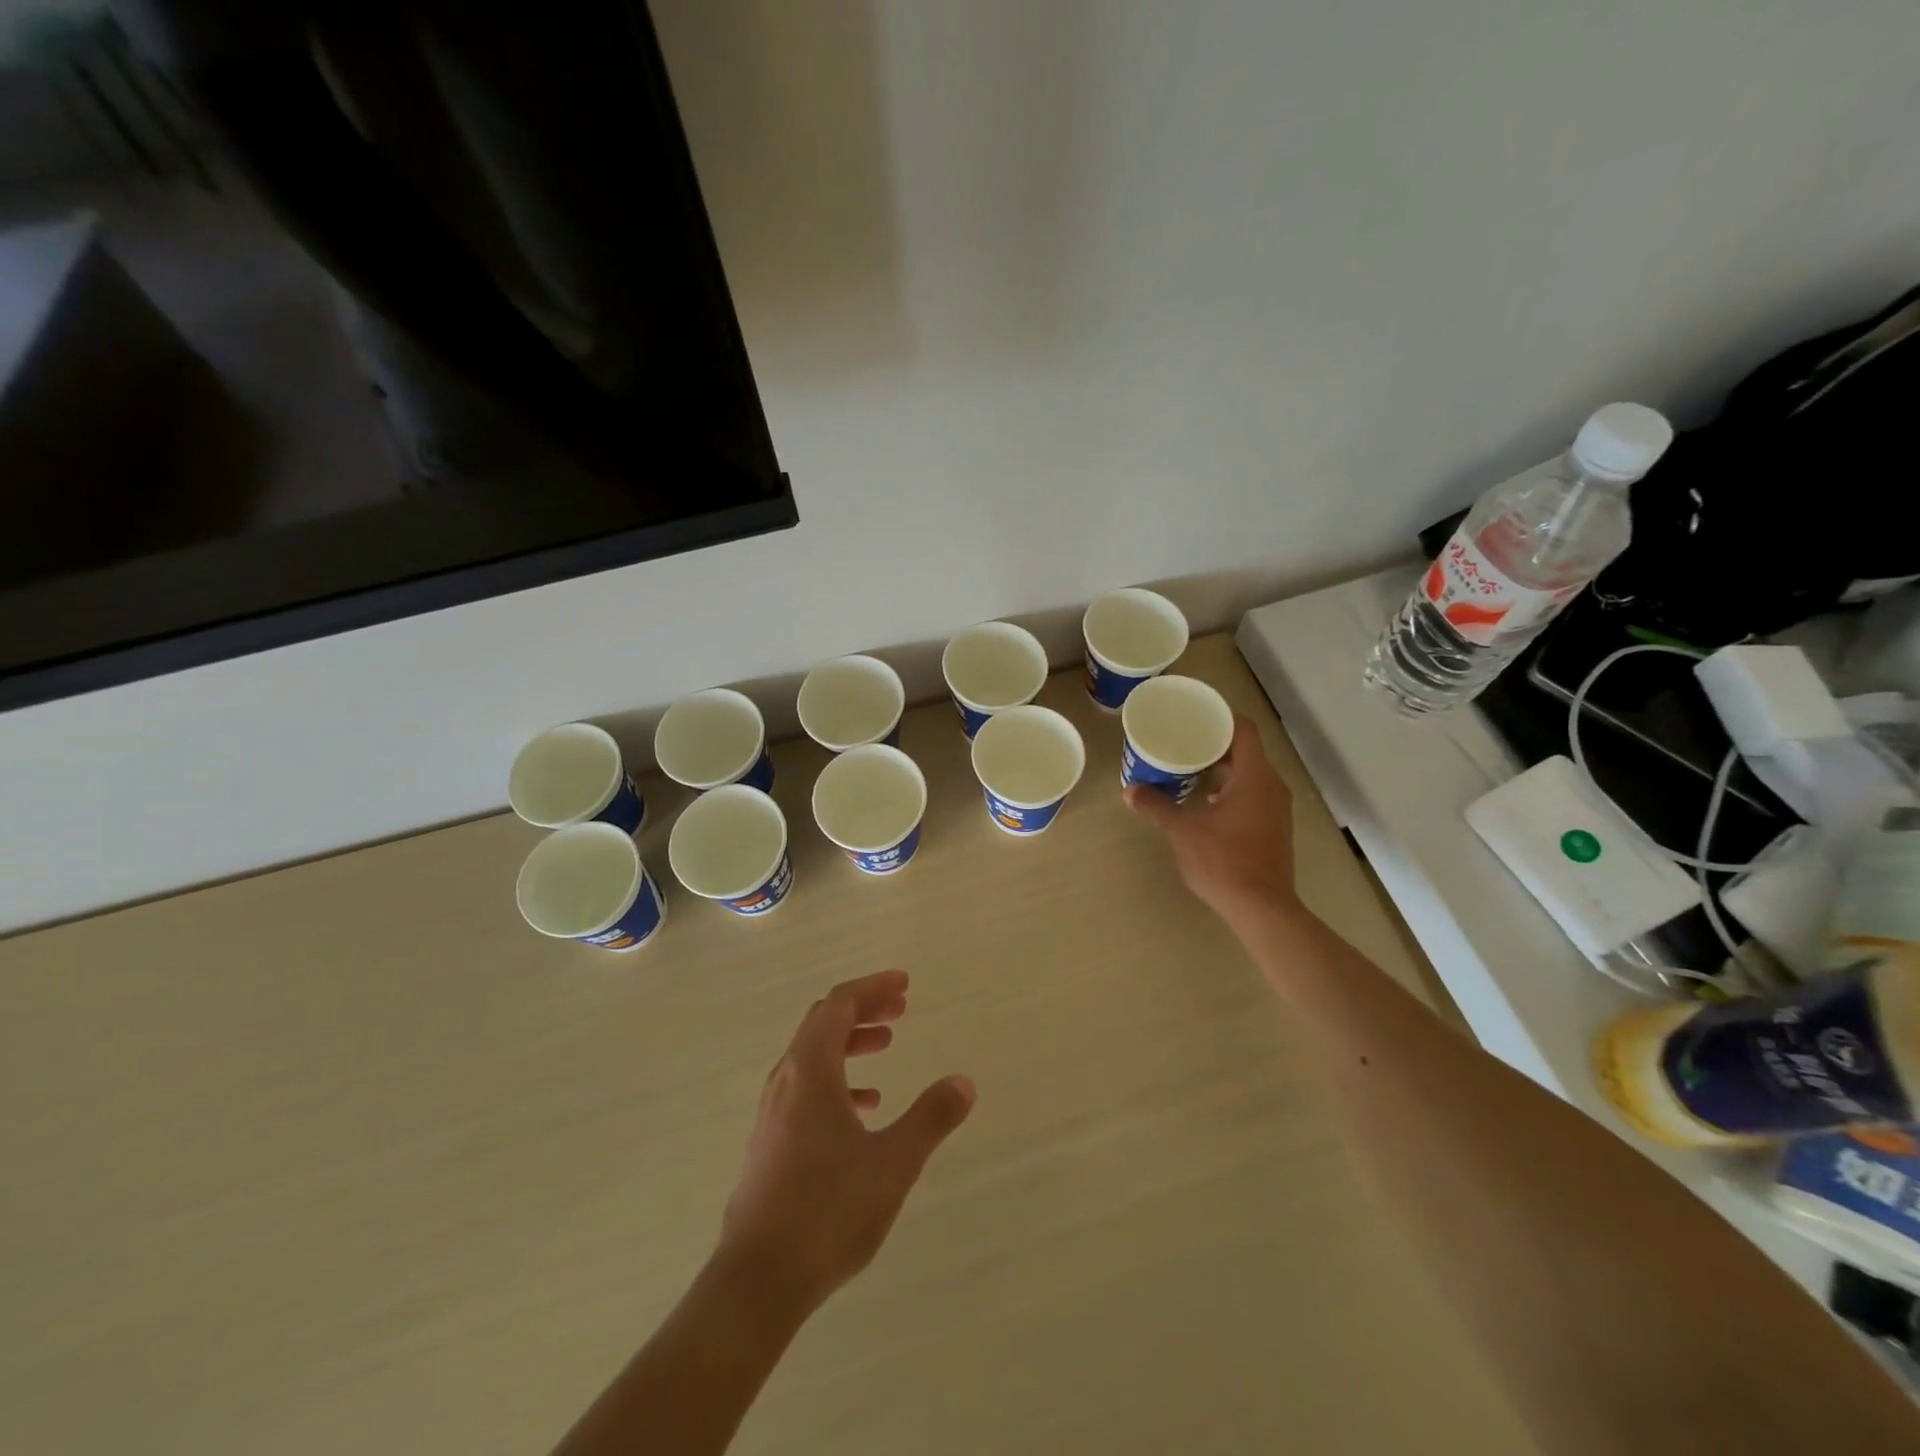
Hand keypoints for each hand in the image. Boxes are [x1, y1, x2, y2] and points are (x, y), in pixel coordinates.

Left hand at [717, 970, 974, 1316]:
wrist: (757, 1282)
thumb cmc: (827, 1211)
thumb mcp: (893, 1163)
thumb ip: (930, 1118)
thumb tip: (964, 1081)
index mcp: (810, 1071)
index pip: (838, 1004)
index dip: (872, 987)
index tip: (904, 985)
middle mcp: (786, 1081)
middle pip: (822, 1023)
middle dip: (863, 1009)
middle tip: (900, 1010)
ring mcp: (773, 1113)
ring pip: (813, 1056)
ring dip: (849, 1043)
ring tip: (886, 1048)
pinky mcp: (770, 1143)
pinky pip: (806, 1089)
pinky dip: (837, 1080)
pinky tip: (864, 1109)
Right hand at [1125, 715, 1298, 923]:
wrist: (1262, 908)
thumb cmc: (1223, 861)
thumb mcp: (1183, 831)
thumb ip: (1157, 806)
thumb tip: (1130, 790)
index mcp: (1254, 777)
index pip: (1243, 730)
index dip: (1220, 718)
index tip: (1194, 717)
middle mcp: (1272, 786)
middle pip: (1245, 751)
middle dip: (1214, 745)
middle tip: (1182, 742)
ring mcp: (1277, 809)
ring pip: (1249, 775)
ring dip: (1222, 770)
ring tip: (1189, 770)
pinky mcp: (1274, 829)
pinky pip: (1253, 795)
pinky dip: (1231, 791)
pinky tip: (1206, 803)